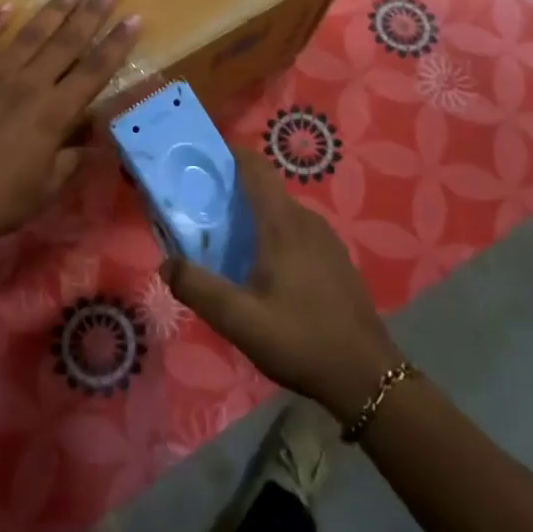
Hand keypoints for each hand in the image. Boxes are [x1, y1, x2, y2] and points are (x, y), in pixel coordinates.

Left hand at [0, 0, 139, 257]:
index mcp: (53, 114)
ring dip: (54, 9)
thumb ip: (70, 159)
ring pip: (29, 34)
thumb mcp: (44, 190)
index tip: (135, 18)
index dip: (117, 43)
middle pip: (67, 42)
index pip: (95, 71)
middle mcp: (26, 85)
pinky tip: (6, 7)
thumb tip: (92, 139)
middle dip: (93, 13)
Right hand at [165, 153, 401, 423]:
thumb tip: (166, 264)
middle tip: (200, 211)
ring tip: (225, 242)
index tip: (201, 158)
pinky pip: (297, 231)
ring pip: (282, 212)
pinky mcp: (336, 259)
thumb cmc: (300, 340)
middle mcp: (306, 221)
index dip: (229, 154)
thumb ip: (198, 289)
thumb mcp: (239, 321)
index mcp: (282, 224)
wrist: (367, 377)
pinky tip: (263, 269)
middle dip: (232, 191)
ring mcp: (326, 239)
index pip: (255, 167)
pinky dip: (274, 234)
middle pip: (265, 189)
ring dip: (254, 216)